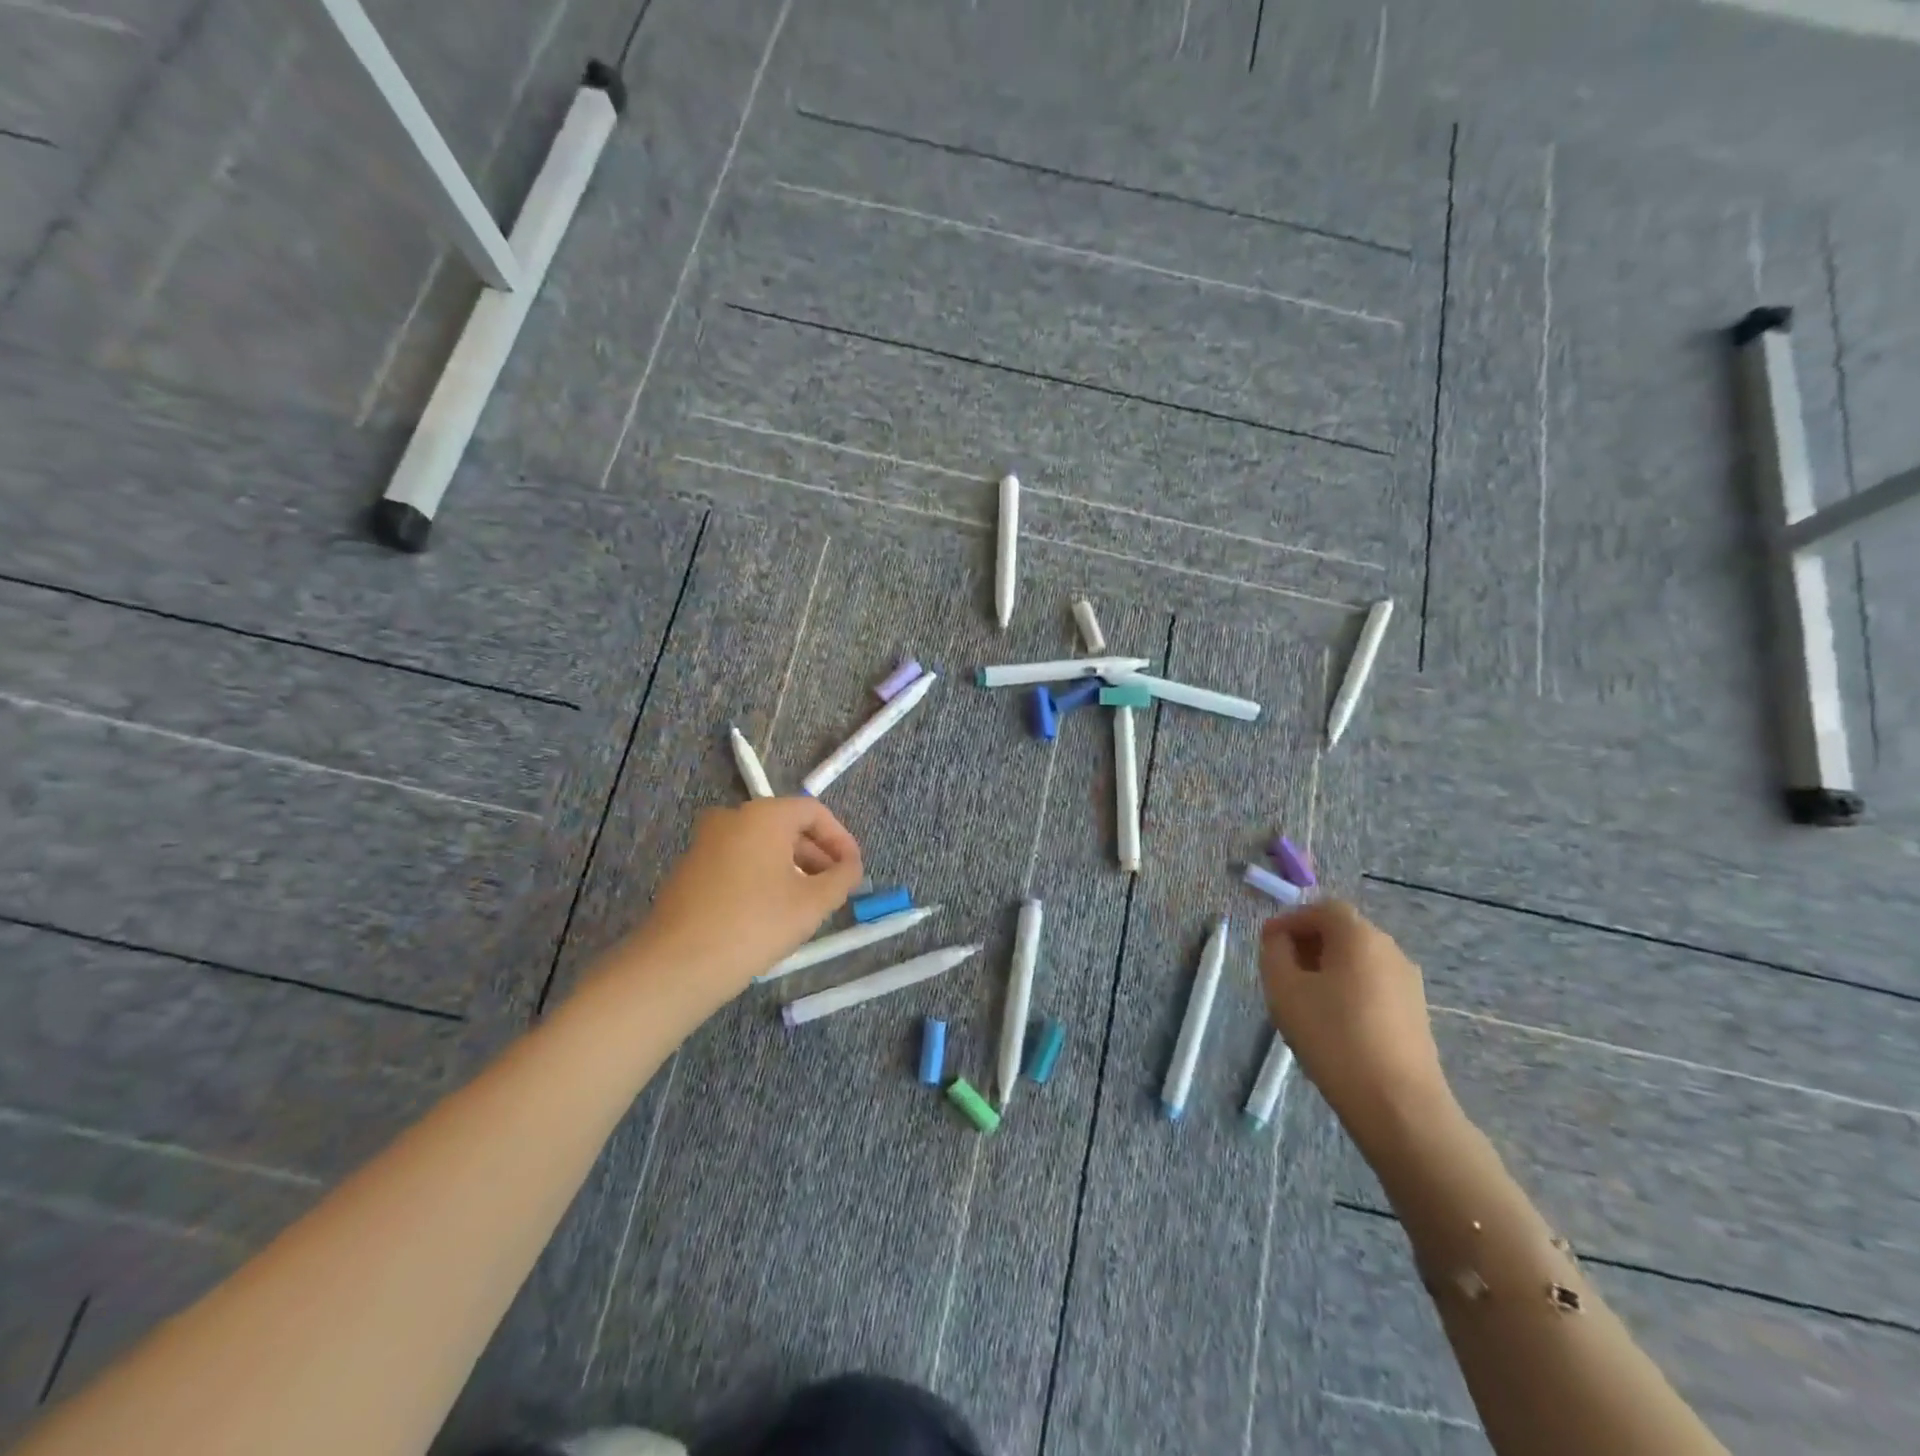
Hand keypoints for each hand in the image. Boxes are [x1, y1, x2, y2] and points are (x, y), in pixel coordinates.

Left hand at [613, 796, 862, 1006]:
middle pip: (787, 826)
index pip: (814, 812)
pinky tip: (771, 912)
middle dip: (817, 856)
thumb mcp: (813, 903)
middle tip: (835, 889)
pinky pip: (738, 861)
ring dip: (791, 868)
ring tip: (807, 904)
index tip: (853, 870)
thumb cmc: (755, 924)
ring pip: (761, 845)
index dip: (841, 840)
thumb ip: (842, 878)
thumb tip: (851, 867)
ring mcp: (706, 842)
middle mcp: (732, 817)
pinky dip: (762, 876)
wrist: (678, 964)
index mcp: (764, 815)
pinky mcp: (690, 868)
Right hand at [1259, 900, 1451, 1146]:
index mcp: (1359, 936)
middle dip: (1309, 943)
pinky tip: (1333, 1021)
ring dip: (1328, 967)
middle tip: (1282, 969)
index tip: (1267, 943)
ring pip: (1359, 960)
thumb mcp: (1284, 989)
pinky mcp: (1416, 1012)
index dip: (1291, 920)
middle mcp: (1390, 949)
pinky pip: (1374, 984)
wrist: (1398, 1105)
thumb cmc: (1333, 1037)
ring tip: (1303, 998)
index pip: (1322, 908)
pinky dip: (1349, 988)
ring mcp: (1408, 982)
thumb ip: (1275, 952)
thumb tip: (1279, 939)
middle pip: (1343, 931)